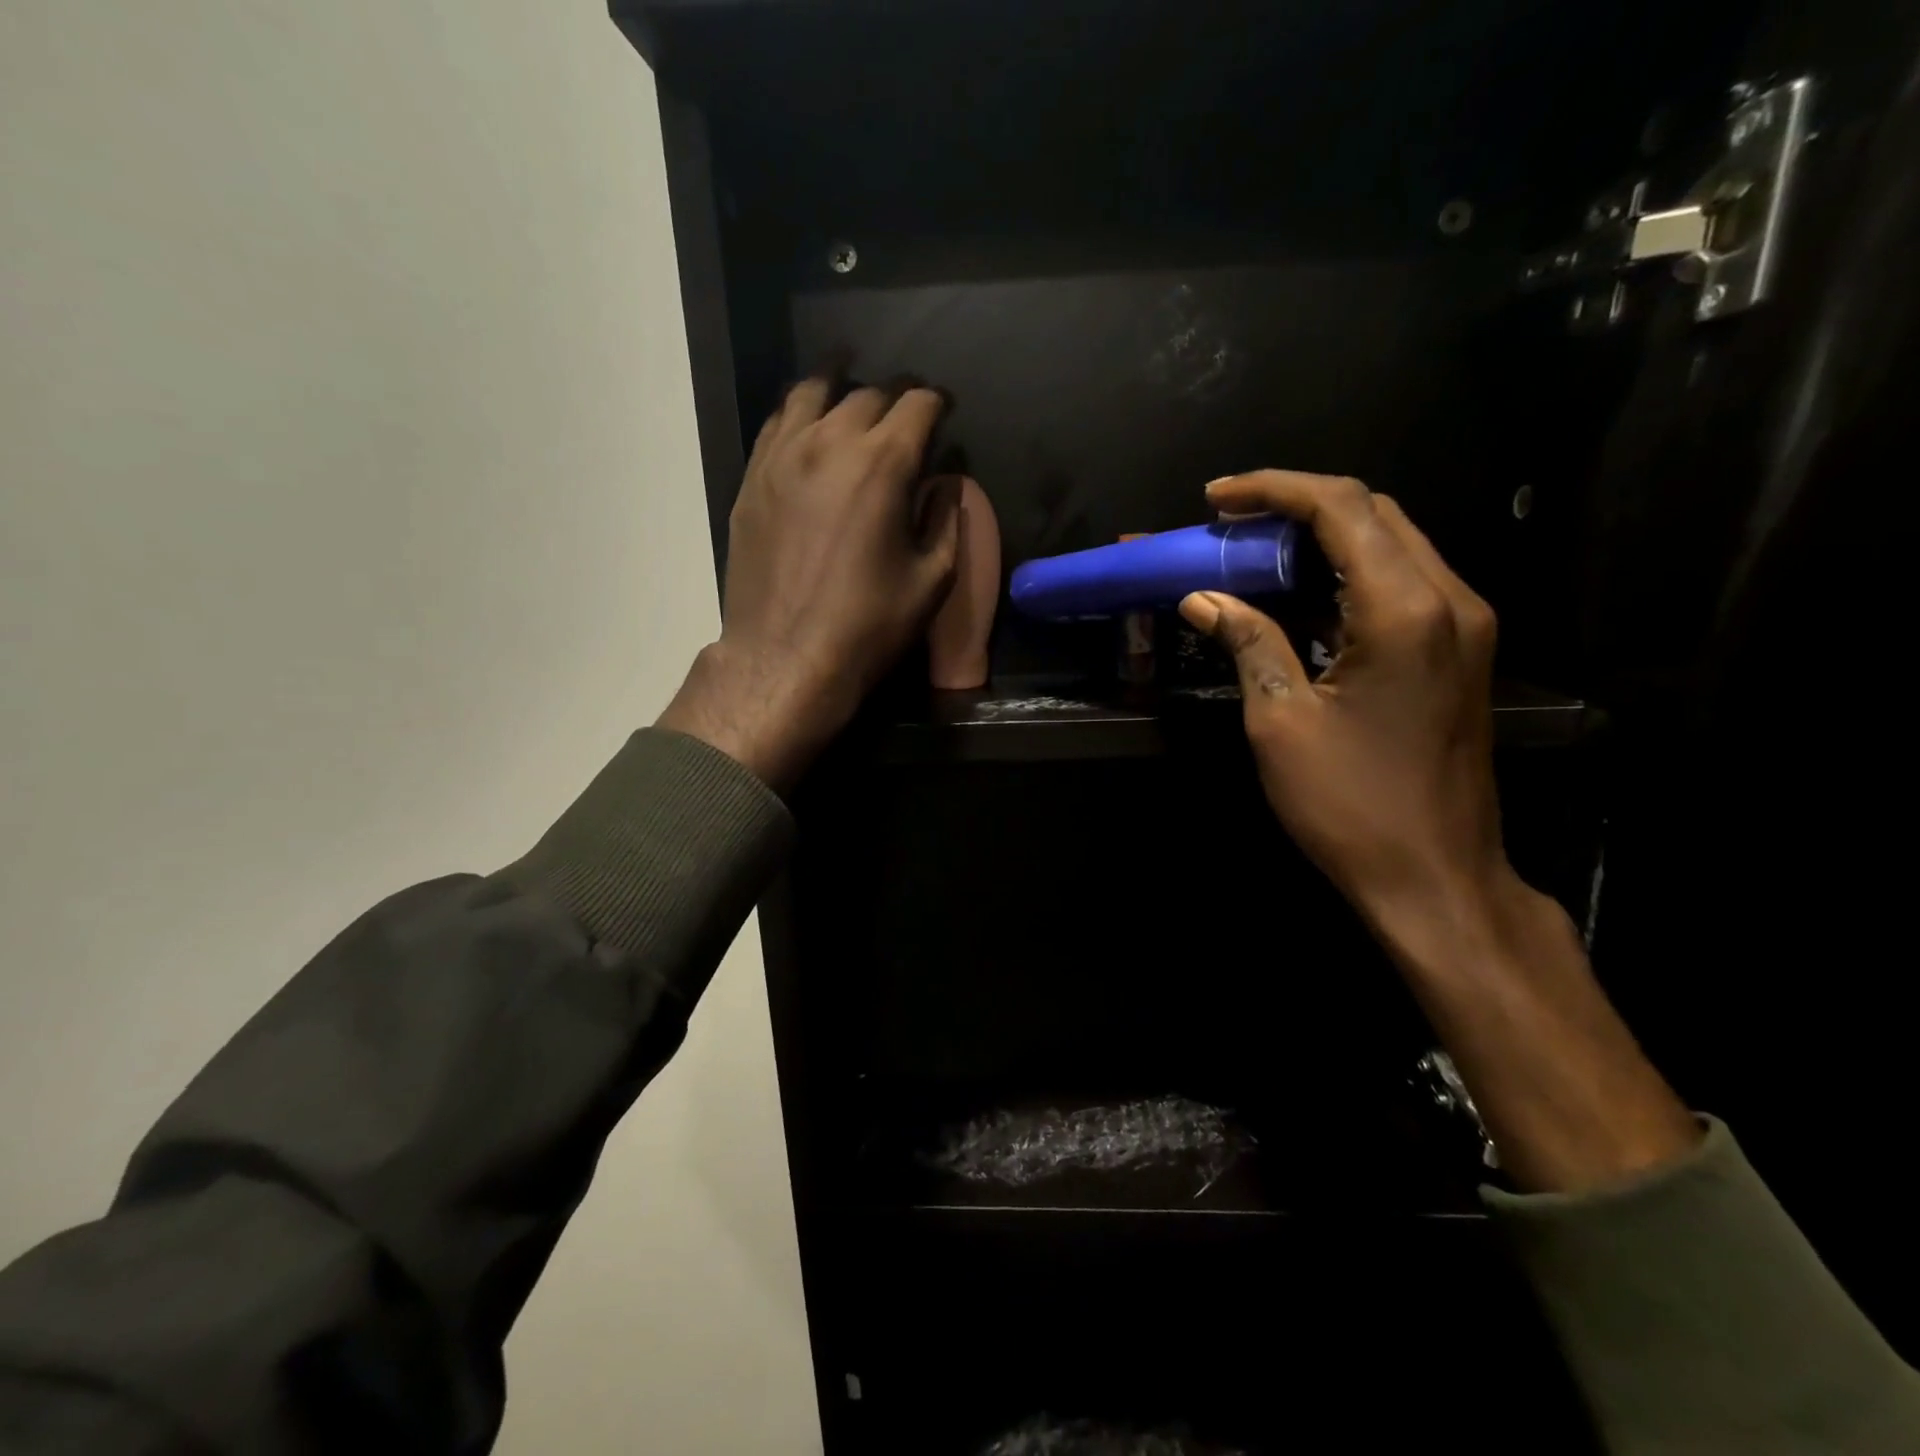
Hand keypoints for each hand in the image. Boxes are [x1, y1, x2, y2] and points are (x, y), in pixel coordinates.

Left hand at [658, 378, 963, 790]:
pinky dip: (799, 413)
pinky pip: (776, 423)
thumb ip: (945, 520)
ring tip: (851, 392)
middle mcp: (829, 443)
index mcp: (882, 464)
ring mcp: (782, 456)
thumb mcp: (931, 580)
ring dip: (840, 388)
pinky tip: (807, 425)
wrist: (786, 658)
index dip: (936, 402)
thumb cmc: (868, 625)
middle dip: (894, 398)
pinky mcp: (752, 479)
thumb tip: (945, 483)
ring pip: (811, 393)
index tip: (944, 411)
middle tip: (905, 416)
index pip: (916, 404)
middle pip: (867, 394)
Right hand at [1181, 470, 1697, 1191]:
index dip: (1273, 489)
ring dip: (1322, 537)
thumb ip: (1247, 642)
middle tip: (1230, 522)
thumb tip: (1202, 598)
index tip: (1216, 498)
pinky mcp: (1459, 652)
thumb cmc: (1350, 805)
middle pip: (1374, 512)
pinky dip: (1346, 574)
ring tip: (1254, 551)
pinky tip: (1299, 596)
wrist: (1436, 877)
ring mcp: (1463, 625)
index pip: (1341, 507)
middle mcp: (1448, 599)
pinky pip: (1401, 583)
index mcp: (1403, 610)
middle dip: (1297, 504)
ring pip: (1391, 543)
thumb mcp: (1280, 722)